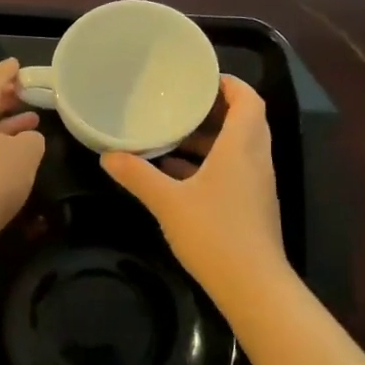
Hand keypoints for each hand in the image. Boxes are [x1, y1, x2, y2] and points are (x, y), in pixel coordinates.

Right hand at [101, 75, 286, 293]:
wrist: (253, 286)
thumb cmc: (214, 233)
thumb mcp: (167, 202)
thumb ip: (138, 176)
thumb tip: (107, 156)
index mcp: (241, 147)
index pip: (248, 100)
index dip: (228, 84)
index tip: (199, 78)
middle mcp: (256, 159)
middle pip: (244, 121)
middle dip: (214, 109)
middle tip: (179, 103)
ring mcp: (257, 185)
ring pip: (238, 147)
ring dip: (210, 138)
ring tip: (171, 135)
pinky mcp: (252, 206)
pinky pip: (234, 170)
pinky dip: (210, 163)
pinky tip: (177, 174)